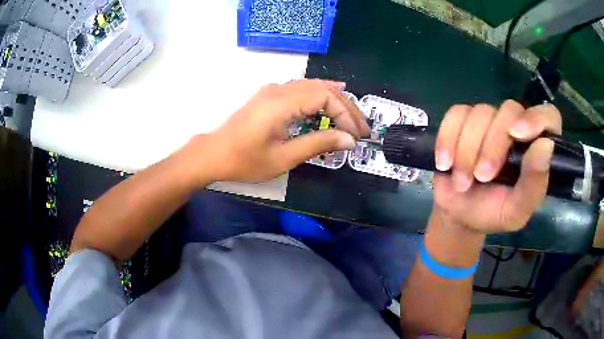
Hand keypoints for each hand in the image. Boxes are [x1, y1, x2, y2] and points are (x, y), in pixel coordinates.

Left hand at [197, 79, 369, 182]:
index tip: (356, 136)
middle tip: (361, 129)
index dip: (346, 115)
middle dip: (346, 108)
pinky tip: (330, 101)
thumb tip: (349, 140)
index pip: (326, 97)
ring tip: (352, 118)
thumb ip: (318, 144)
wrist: (214, 154)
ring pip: (313, 86)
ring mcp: (273, 89)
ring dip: (335, 101)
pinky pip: (302, 89)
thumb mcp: (284, 157)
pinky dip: (320, 96)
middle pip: (323, 89)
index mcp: (282, 102)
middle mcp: (279, 89)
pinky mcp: (270, 95)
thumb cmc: (245, 160)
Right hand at [432, 100, 561, 232]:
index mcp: (534, 149)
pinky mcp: (463, 121)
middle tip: (481, 177)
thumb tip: (545, 144)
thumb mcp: (516, 210)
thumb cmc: (492, 214)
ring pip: (480, 112)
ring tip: (462, 181)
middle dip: (492, 145)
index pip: (548, 116)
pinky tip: (445, 162)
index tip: (517, 134)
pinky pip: (455, 114)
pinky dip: (447, 138)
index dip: (536, 118)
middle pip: (509, 110)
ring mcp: (488, 121)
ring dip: (467, 149)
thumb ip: (534, 183)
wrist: (459, 214)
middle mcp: (515, 128)